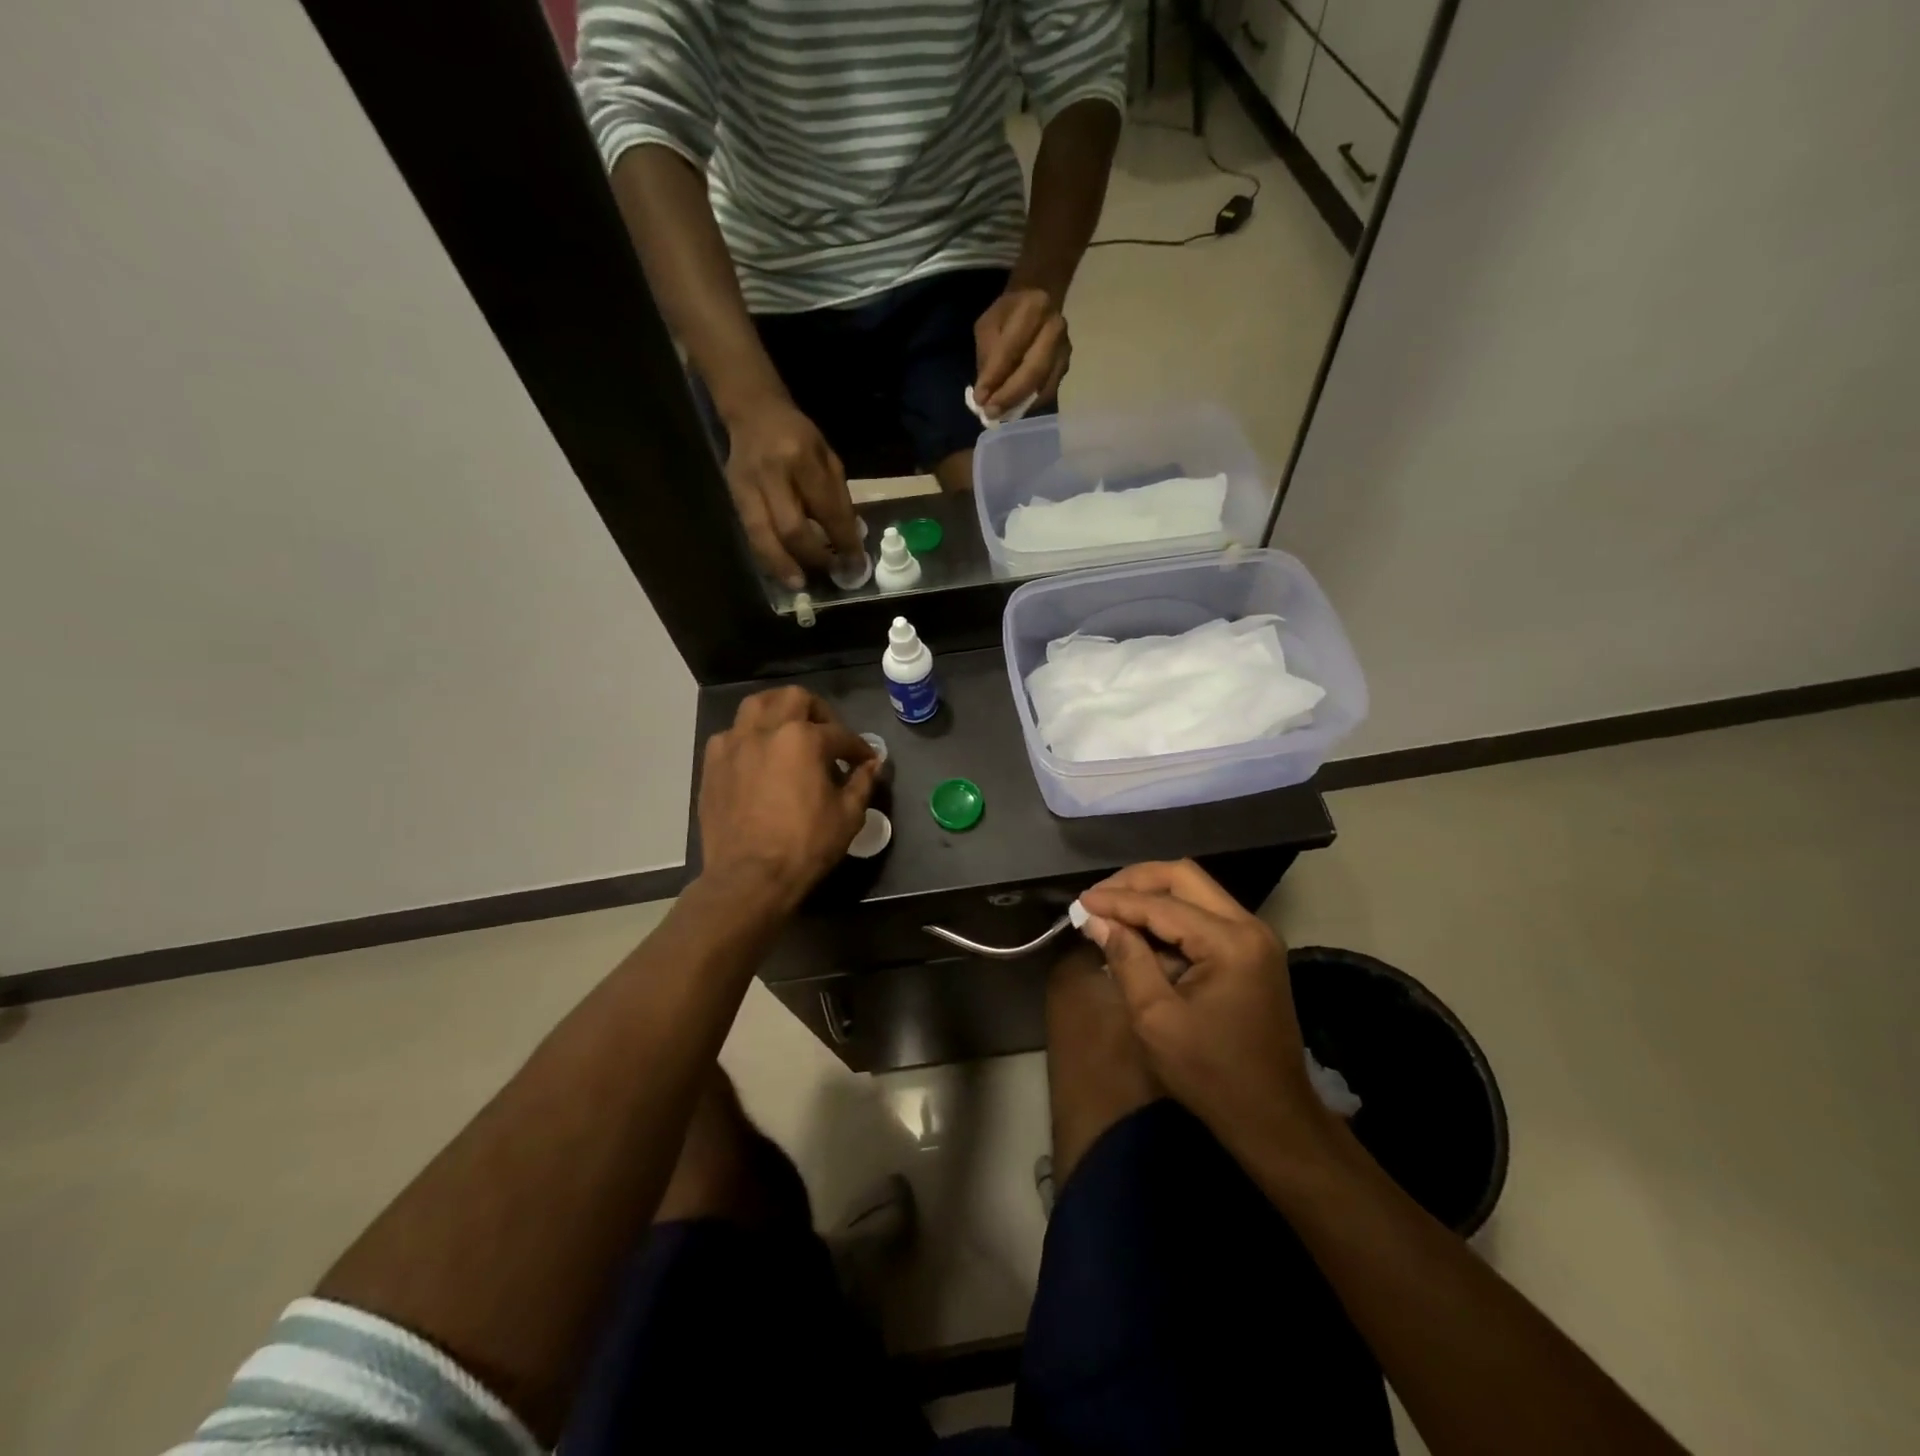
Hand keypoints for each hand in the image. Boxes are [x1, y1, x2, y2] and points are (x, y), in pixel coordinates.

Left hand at [698, 687, 877, 908]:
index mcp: (804, 739)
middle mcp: (767, 730)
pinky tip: (758, 757)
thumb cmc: (805, 845)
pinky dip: (749, 737)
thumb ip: (862, 782)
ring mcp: (734, 744)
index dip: (858, 748)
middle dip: (818, 711)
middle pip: (795, 699)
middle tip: (828, 735)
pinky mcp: (712, 764)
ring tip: (789, 730)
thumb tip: (872, 765)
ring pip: (756, 705)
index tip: (865, 760)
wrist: (749, 877)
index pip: (840, 734)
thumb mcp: (848, 815)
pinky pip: (732, 734)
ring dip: (778, 711)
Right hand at [724, 400, 863, 589]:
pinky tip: (780, 570)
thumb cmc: (798, 436)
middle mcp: (773, 473)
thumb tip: (850, 541)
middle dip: (814, 557)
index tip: (856, 565)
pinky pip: (750, 534)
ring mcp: (747, 486)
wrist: (753, 411)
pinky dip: (766, 556)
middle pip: (792, 528)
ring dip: (783, 565)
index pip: (827, 510)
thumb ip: (838, 497)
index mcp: (803, 458)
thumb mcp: (828, 457)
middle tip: (831, 573)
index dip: (844, 542)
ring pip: (764, 536)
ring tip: (799, 584)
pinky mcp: (733, 496)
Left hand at [973, 287, 1070, 417]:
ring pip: (1044, 386)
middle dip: (1010, 395)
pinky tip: (1014, 410)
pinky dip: (1030, 405)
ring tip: (1000, 415)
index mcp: (1034, 308)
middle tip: (991, 413)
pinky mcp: (1065, 367)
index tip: (979, 398)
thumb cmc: (1008, 314)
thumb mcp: (989, 325)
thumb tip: (984, 395)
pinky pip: (1048, 392)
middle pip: (1033, 370)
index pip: (1011, 348)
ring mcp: (1064, 350)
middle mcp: (1055, 329)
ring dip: (1020, 404)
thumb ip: (987, 357)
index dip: (995, 376)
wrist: (1039, 301)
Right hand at [1077, 860, 1332, 1163]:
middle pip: (1184, 878)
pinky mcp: (1252, 952)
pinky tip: (1140, 933)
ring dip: (1152, 896)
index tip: (1079, 902)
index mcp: (1231, 942)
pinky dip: (1170, 917)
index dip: (1117, 900)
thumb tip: (1097, 919)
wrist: (1273, 1119)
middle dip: (1136, 882)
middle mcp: (1249, 926)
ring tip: (1112, 912)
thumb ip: (1126, 959)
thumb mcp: (1156, 1019)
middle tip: (1098, 899)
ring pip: (1195, 892)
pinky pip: (1204, 916)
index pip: (1163, 904)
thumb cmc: (1212, 1075)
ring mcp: (1255, 938)